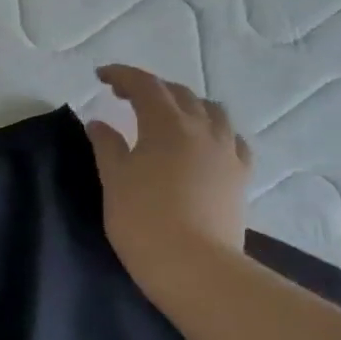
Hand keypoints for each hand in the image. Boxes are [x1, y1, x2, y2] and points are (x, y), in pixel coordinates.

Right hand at [86, 65, 251, 299]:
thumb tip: (100, 122)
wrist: (192, 263)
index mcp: (167, 125)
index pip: (145, 86)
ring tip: (166, 114)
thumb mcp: (114, 178)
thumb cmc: (141, 218)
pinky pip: (231, 139)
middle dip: (151, 88)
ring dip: (186, 104)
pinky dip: (212, 130)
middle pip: (179, 94)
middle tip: (124, 96)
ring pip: (212, 111)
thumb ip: (107, 145)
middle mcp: (203, 128)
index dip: (122, 76)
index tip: (100, 76)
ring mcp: (227, 151)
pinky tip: (203, 142)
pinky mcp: (240, 175)